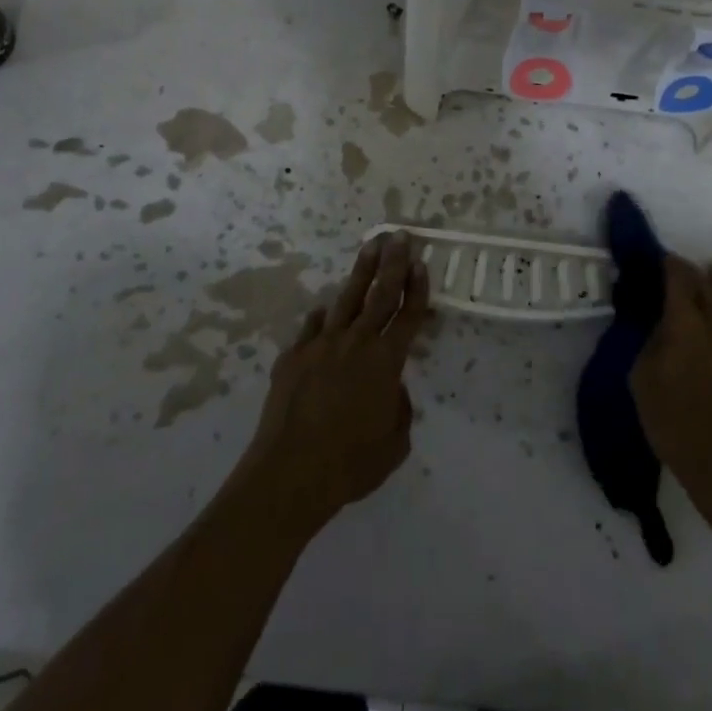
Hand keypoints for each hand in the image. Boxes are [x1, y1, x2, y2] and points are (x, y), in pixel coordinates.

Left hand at [237, 231, 429, 534]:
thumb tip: (392, 390)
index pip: (408, 316)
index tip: (421, 263)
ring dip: (361, 271)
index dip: (417, 289)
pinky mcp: (293, 355)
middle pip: (380, 294)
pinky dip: (322, 317)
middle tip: (400, 236)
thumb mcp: (394, 445)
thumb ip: (399, 410)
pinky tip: (325, 310)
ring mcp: (322, 345)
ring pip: (347, 299)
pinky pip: (312, 327)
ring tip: (371, 246)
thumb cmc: (350, 465)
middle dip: (393, 263)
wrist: (290, 473)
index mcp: (386, 363)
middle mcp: (356, 343)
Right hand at [631, 255, 711, 525]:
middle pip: (709, 283)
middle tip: (679, 270)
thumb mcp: (643, 381)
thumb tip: (657, 324)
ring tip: (708, 278)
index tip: (659, 260)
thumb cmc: (677, 426)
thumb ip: (649, 343)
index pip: (679, 277)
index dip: (669, 263)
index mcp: (686, 323)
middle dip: (693, 271)